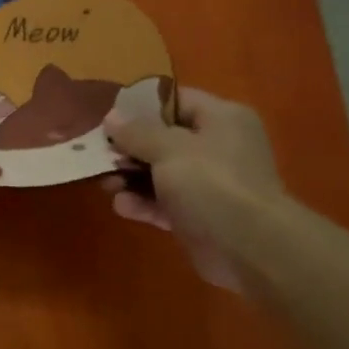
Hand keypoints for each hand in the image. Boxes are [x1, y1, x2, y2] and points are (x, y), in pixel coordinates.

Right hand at [101, 87, 285, 292]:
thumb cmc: (211, 183)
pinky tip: (122, 206)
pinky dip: (142, 203)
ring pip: (159, 173)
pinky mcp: (197, 216)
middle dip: (129, 149)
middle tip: (100, 155)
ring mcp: (208, 184)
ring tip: (106, 184)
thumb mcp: (169, 148)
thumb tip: (111, 117)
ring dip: (130, 178)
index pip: (176, 101)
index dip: (141, 108)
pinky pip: (163, 203)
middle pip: (163, 139)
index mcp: (221, 119)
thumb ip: (137, 132)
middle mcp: (217, 147)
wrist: (249, 247)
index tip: (109, 118)